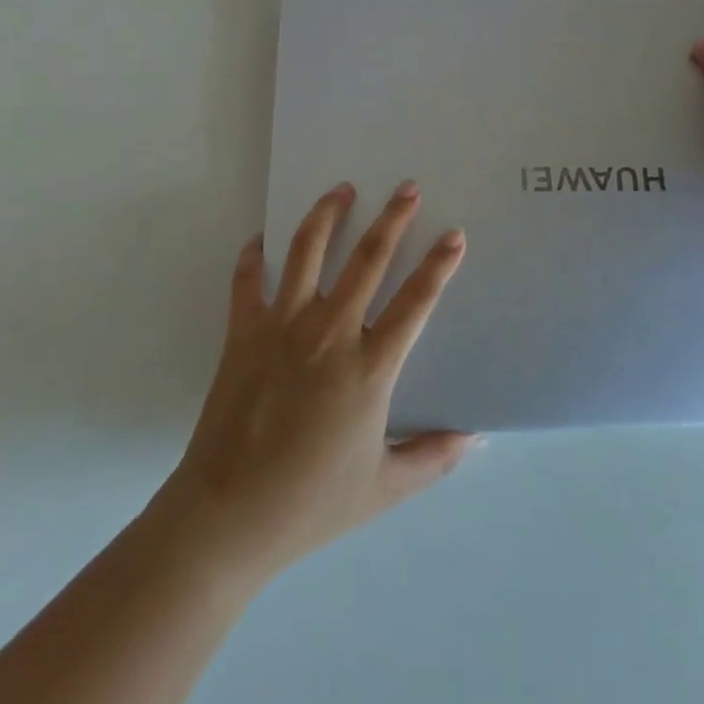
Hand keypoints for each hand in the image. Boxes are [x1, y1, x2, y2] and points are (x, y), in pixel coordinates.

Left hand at [153, 181, 477, 585]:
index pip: (415, 302)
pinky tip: (262, 239)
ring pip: (307, 252)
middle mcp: (330, 333)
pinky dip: (254, 255)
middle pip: (368, 259)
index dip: (439, 265)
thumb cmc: (311, 503)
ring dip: (327, 215)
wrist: (227, 516)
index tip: (454, 235)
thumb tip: (476, 437)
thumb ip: (434, 457)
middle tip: (406, 188)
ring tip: (341, 189)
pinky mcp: (243, 333)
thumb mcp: (384, 488)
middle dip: (392, 219)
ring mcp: (282, 327)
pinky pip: (247, 280)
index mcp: (370, 367)